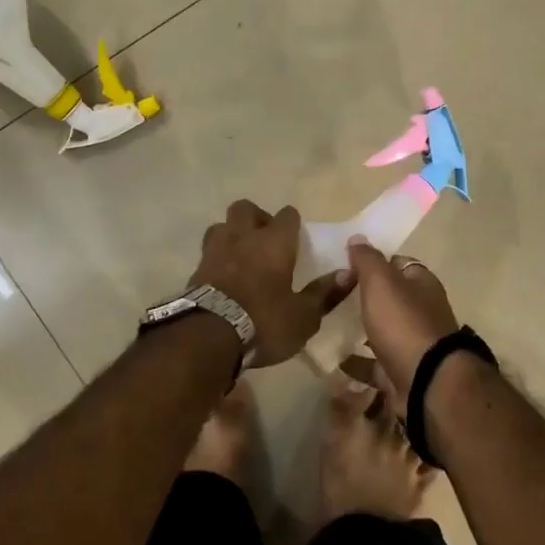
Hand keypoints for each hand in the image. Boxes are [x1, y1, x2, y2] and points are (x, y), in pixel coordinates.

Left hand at [191, 200, 353, 368]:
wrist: (208, 336)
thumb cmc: (264, 322)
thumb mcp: (303, 316)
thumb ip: (324, 293)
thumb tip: (348, 273)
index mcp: (274, 242)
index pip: (287, 215)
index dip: (292, 223)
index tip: (297, 237)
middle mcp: (243, 237)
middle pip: (245, 208)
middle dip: (256, 218)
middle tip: (266, 239)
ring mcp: (215, 250)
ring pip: (221, 226)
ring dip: (231, 234)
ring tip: (241, 254)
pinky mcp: (196, 269)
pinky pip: (208, 252)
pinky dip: (217, 258)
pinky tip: (223, 276)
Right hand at [344, 238, 458, 402]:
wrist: (426, 383)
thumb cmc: (403, 323)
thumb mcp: (381, 282)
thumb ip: (367, 259)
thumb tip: (357, 238)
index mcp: (421, 283)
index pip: (397, 263)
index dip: (373, 262)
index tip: (345, 266)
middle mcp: (421, 311)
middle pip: (390, 298)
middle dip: (365, 298)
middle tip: (332, 297)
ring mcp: (413, 344)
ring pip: (383, 331)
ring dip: (361, 330)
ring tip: (329, 327)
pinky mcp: (402, 373)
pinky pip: (375, 364)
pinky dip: (357, 362)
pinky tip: (335, 359)